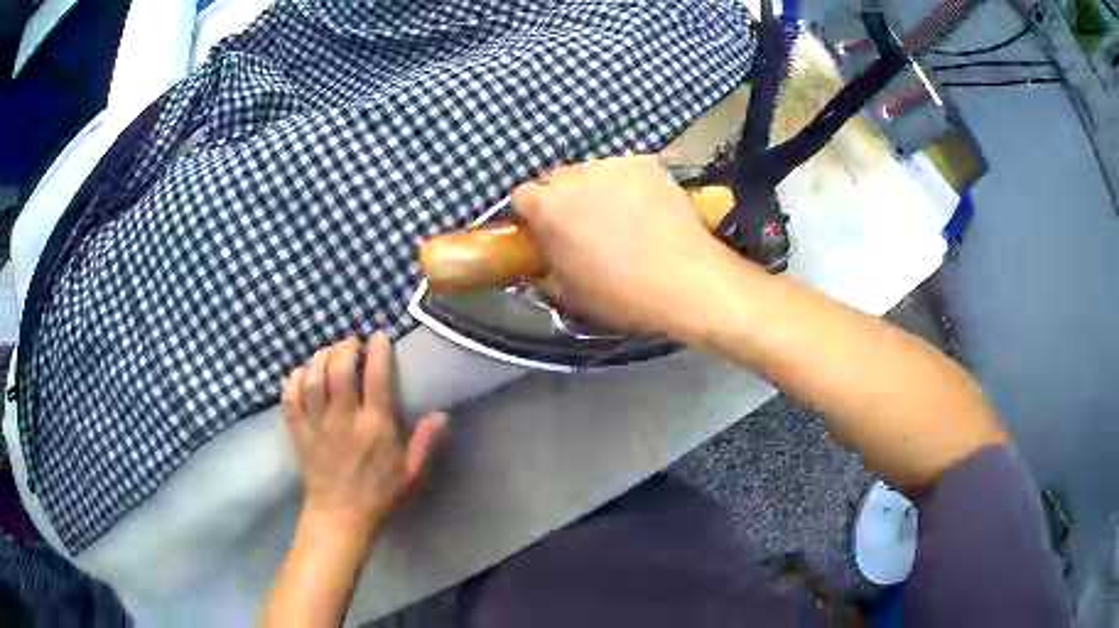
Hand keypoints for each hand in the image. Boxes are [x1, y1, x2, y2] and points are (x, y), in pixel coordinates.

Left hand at [282, 334, 446, 540]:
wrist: (340, 518)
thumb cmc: (380, 495)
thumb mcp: (412, 474)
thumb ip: (426, 443)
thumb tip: (441, 413)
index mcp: (375, 426)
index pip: (376, 376)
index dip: (378, 349)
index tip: (380, 337)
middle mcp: (344, 418)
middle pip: (339, 368)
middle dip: (345, 347)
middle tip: (352, 343)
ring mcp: (317, 424)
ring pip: (312, 378)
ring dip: (320, 358)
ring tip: (328, 353)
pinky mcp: (299, 432)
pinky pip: (290, 397)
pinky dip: (294, 380)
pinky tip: (302, 374)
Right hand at [511, 156, 731, 336]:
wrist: (686, 279)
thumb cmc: (620, 293)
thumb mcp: (571, 296)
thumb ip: (548, 274)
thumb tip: (545, 268)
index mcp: (548, 207)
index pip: (522, 197)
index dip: (531, 216)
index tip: (545, 234)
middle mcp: (576, 176)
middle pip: (558, 181)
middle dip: (564, 201)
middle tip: (584, 229)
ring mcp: (614, 166)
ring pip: (594, 174)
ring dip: (597, 191)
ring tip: (623, 219)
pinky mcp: (647, 165)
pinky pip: (627, 172)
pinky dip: (630, 187)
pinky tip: (648, 210)